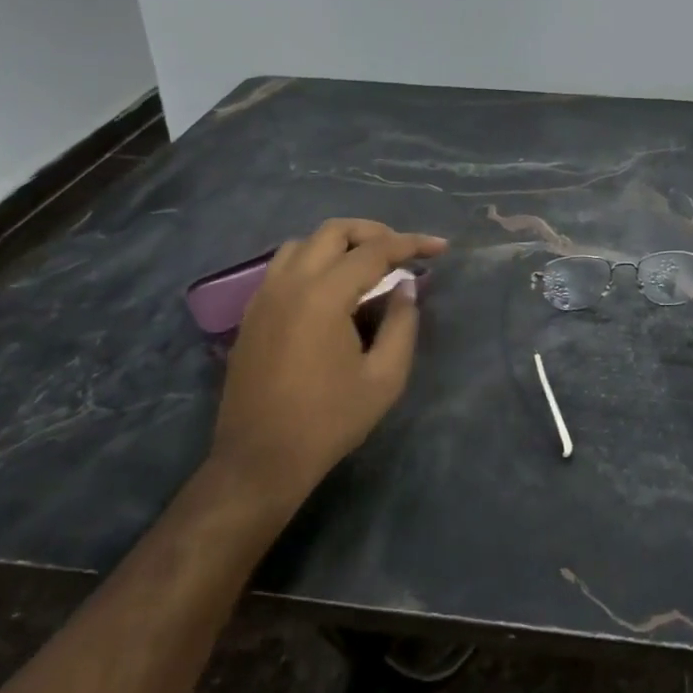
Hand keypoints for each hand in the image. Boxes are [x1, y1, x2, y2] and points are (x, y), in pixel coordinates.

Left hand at [211, 218, 447, 513]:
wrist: (259, 460)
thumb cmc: (328, 421)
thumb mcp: (384, 378)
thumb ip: (402, 325)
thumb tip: (405, 288)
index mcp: (323, 295)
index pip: (374, 251)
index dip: (411, 244)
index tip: (440, 247)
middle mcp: (290, 283)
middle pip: (334, 231)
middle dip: (373, 232)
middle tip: (402, 251)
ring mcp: (264, 296)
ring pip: (304, 243)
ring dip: (340, 244)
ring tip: (367, 264)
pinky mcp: (252, 313)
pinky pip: (284, 267)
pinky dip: (314, 261)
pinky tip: (332, 288)